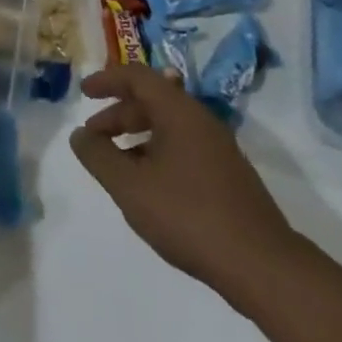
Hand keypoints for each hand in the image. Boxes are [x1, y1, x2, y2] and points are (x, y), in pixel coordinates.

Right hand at [70, 63, 301, 309]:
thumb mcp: (131, 187)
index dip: (107, 80)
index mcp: (178, 111)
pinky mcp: (228, 174)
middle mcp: (200, 120)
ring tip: (116, 164)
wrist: (262, 265)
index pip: (137, 76)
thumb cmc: (189, 215)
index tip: (83, 93)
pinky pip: (183, 146)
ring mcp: (218, 147)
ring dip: (136, 135)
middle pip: (152, 100)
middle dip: (118, 113)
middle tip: (93, 136)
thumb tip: (79, 135)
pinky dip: (156, 152)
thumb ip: (99, 157)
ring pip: (168, 125)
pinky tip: (148, 186)